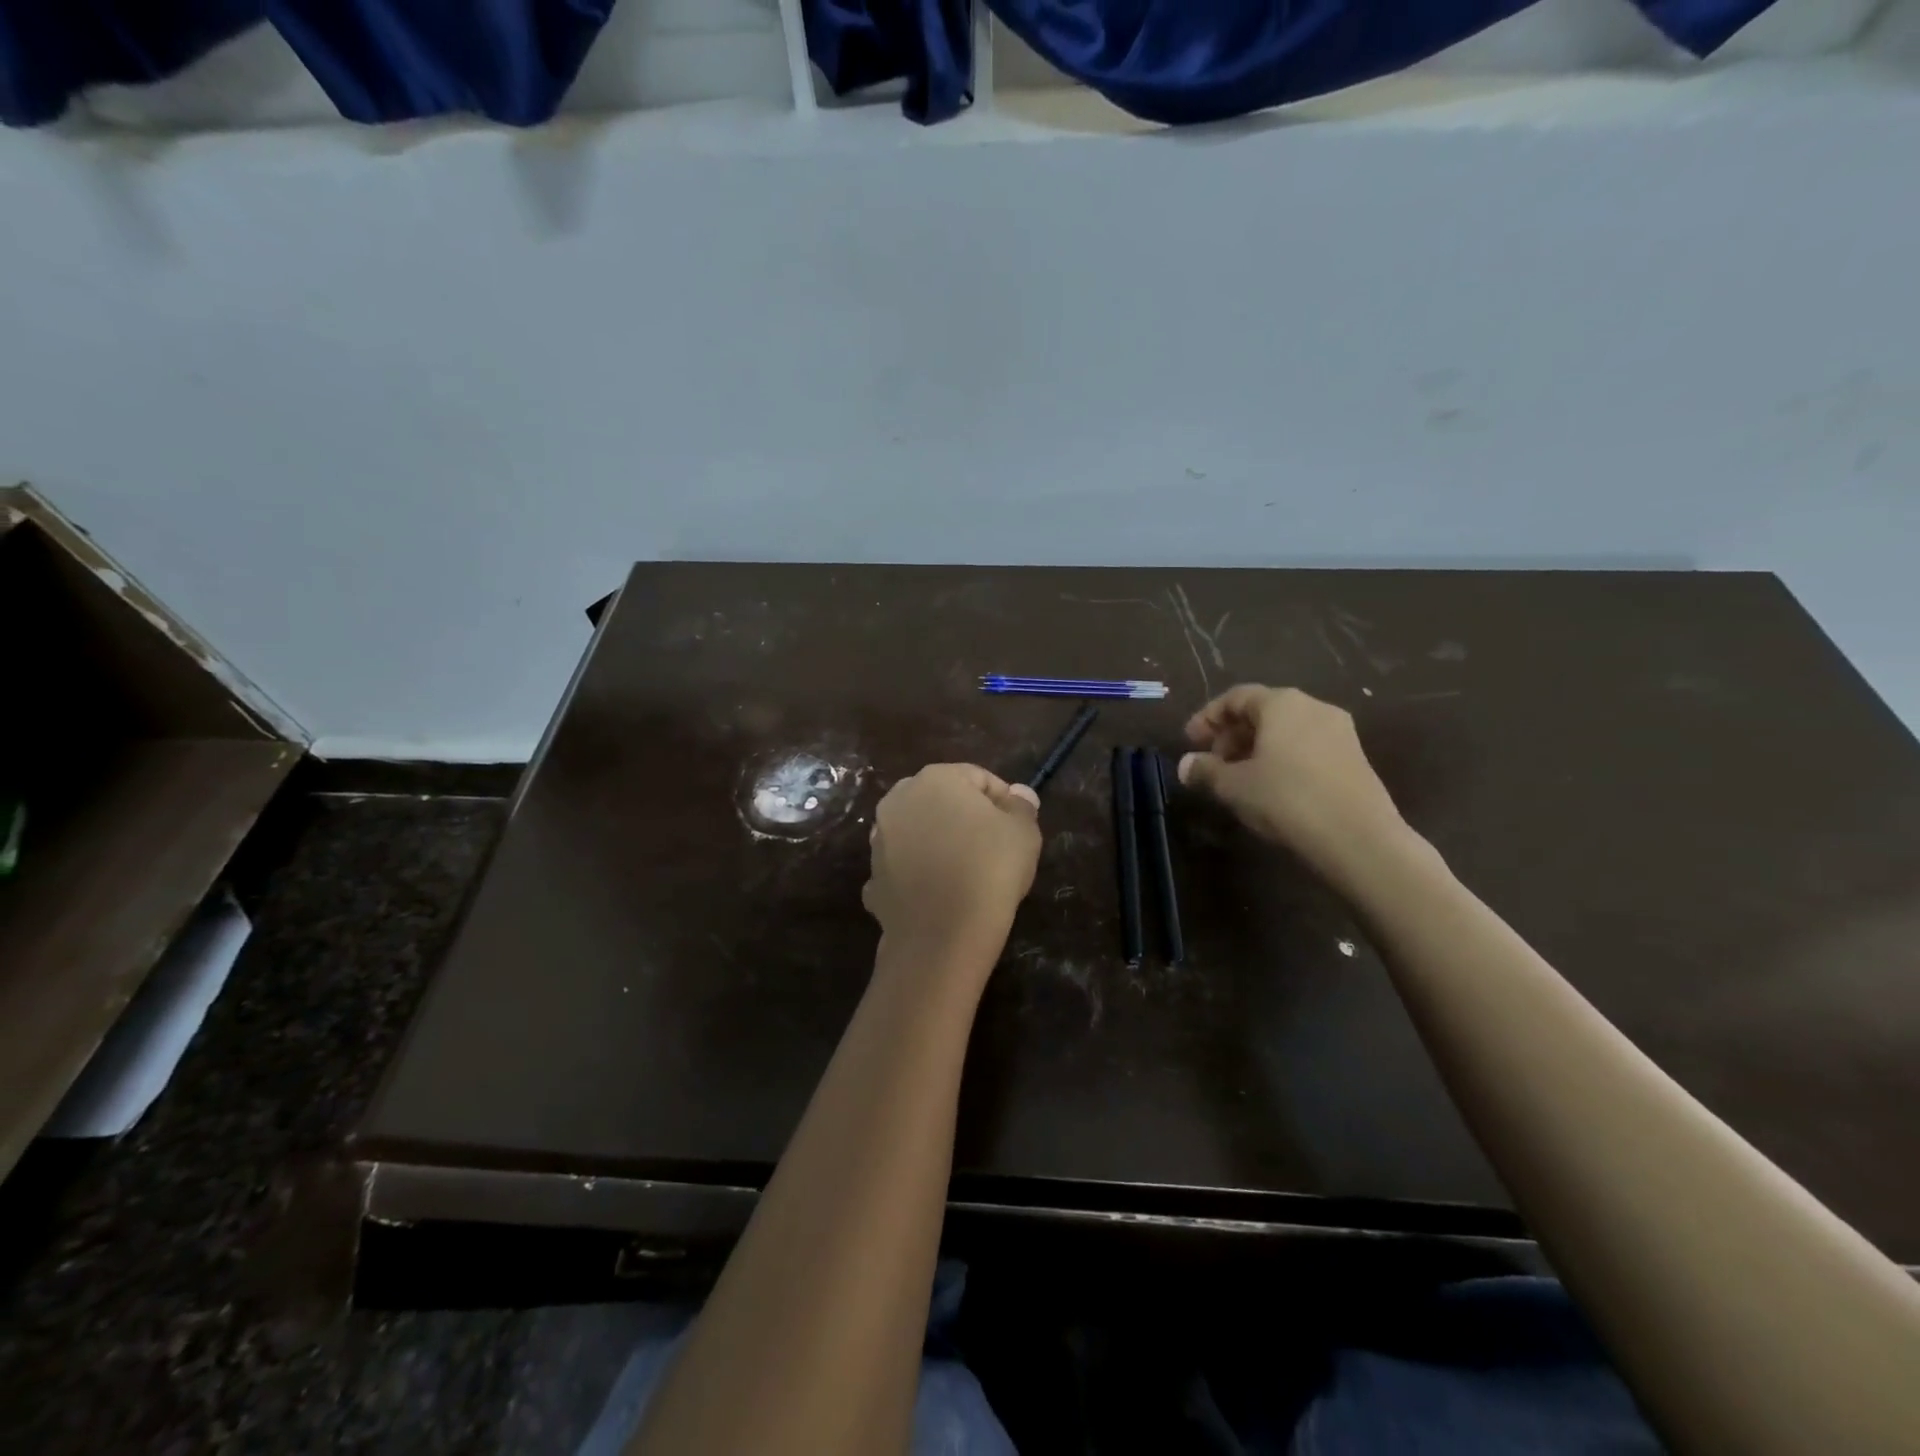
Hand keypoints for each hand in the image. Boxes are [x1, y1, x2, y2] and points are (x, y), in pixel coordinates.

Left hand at [864, 764, 1041, 973]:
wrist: (943, 934)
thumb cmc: (990, 869)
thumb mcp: (1023, 832)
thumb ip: (1021, 806)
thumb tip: (1018, 794)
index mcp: (935, 779)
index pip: (978, 777)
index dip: (1002, 800)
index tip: (1017, 826)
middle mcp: (898, 801)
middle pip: (941, 800)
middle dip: (965, 818)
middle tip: (993, 847)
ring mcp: (879, 841)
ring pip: (917, 833)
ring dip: (938, 844)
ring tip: (966, 872)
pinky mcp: (872, 878)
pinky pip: (902, 869)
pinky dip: (918, 877)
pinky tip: (938, 895)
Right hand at [1178, 685, 1407, 886]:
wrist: (1358, 839)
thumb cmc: (1286, 799)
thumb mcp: (1233, 786)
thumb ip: (1206, 770)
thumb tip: (1186, 765)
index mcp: (1282, 704)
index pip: (1236, 697)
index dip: (1208, 717)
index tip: (1189, 742)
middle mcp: (1313, 708)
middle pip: (1263, 711)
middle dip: (1232, 734)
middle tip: (1213, 762)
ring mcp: (1339, 732)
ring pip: (1286, 731)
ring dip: (1256, 749)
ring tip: (1239, 778)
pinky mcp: (1354, 759)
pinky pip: (1306, 747)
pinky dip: (1282, 759)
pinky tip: (1271, 787)